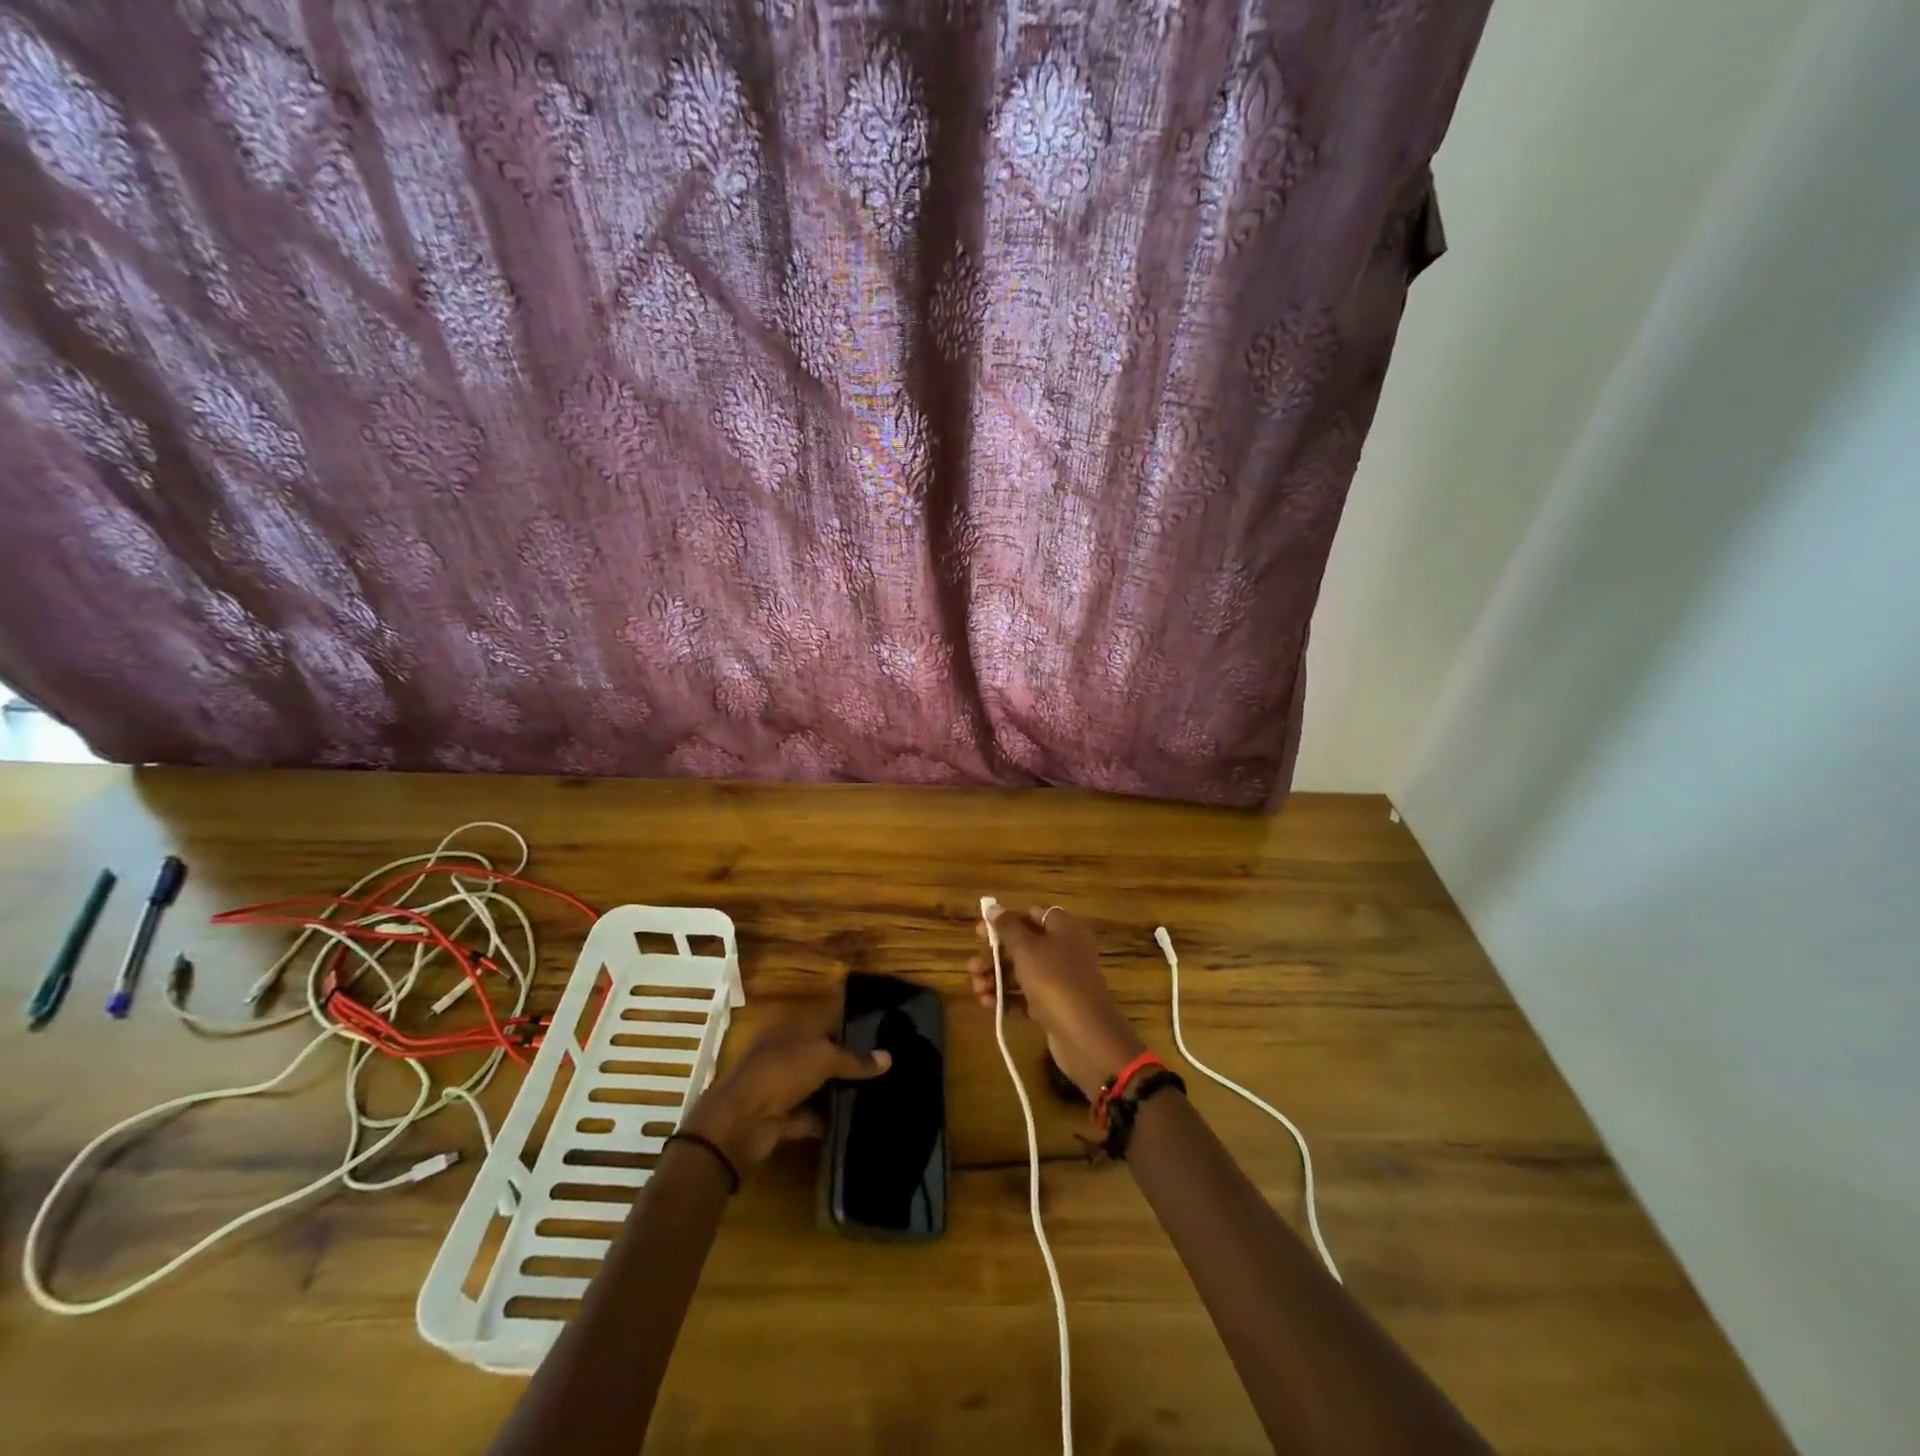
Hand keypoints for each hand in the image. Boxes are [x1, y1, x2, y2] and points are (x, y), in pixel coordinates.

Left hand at [681, 1025, 890, 1170]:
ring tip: (876, 1094)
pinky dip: (828, 1120)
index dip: (851, 1025)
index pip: (826, 1020)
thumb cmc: (781, 1071)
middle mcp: (785, 1053)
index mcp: (791, 1028)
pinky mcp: (781, 1117)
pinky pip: (810, 1116)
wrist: (740, 1122)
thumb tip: (888, 1057)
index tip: (881, 1033)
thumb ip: (855, 1060)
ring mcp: (781, 1086)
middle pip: (822, 1053)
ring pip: (816, 1085)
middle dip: (848, 1061)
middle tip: (884, 1067)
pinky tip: (855, 1122)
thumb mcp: (824, 1057)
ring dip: (838, 1092)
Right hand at [969, 903, 1146, 1098]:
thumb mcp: (1026, 948)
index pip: (1031, 916)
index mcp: (1062, 928)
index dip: (1005, 922)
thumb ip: (1007, 927)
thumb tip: (993, 907)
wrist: (1085, 1034)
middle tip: (973, 967)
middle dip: (995, 956)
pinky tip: (988, 1004)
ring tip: (977, 989)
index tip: (980, 934)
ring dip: (997, 978)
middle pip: (1024, 945)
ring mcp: (1061, 980)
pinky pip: (1027, 996)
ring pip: (1023, 972)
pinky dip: (1008, 998)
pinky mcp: (1056, 1006)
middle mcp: (1064, 950)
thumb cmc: (1054, 979)